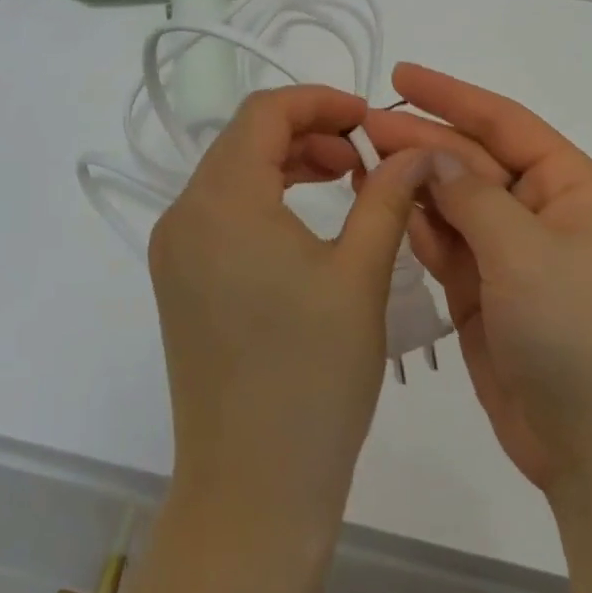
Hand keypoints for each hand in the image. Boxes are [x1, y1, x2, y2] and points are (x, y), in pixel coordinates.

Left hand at [149, 85, 431, 537]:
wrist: (251, 491)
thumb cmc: (313, 379)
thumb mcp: (360, 276)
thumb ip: (387, 196)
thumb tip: (418, 149)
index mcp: (221, 200)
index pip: (264, 112)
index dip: (319, 101)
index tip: (368, 118)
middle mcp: (184, 213)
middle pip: (244, 138)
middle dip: (306, 131)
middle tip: (363, 156)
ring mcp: (173, 249)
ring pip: (231, 172)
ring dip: (286, 163)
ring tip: (344, 180)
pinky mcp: (177, 279)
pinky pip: (220, 211)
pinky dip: (263, 197)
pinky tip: (305, 219)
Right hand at [365, 64, 591, 496]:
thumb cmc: (579, 335)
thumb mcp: (525, 252)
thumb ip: (469, 194)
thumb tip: (427, 152)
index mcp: (573, 189)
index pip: (504, 123)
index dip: (450, 96)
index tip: (399, 76)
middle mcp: (543, 213)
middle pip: (472, 161)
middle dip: (421, 141)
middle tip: (361, 125)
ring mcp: (513, 255)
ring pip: (453, 202)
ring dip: (412, 182)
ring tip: (360, 160)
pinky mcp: (486, 293)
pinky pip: (446, 244)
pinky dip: (416, 226)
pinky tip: (381, 207)